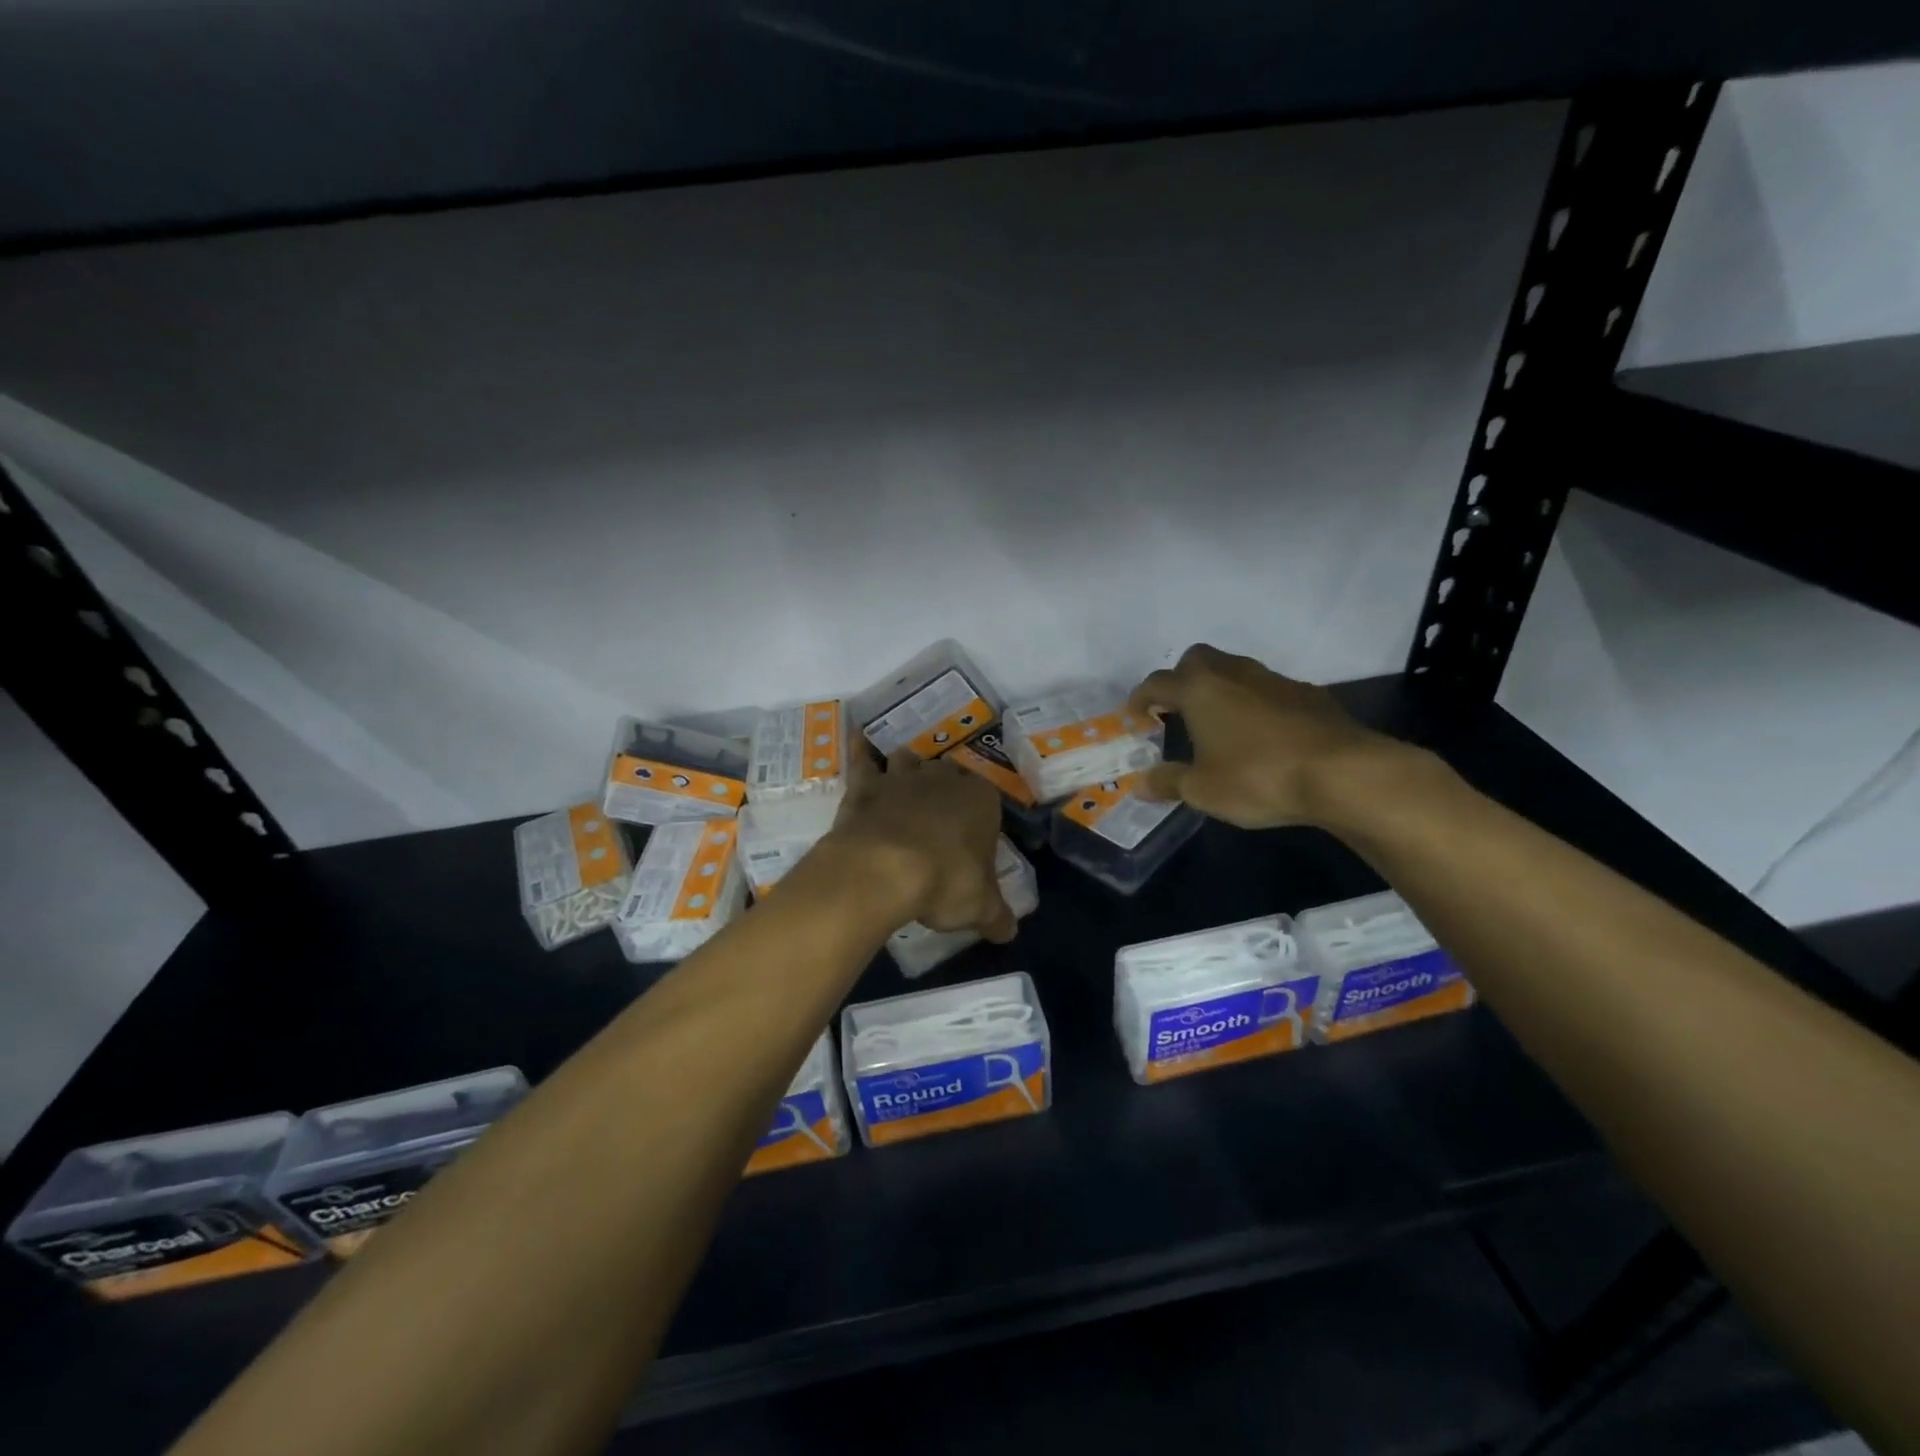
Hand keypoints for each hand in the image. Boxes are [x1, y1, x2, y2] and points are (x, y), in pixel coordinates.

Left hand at [821, 748, 1016, 940]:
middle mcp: (944, 779)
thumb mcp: (980, 908)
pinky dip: (861, 751)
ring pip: (910, 760)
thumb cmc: (944, 882)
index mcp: (981, 800)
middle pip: (949, 774)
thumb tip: (1009, 932)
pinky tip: (858, 741)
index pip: (989, 798)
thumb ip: (998, 916)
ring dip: (909, 768)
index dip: (981, 816)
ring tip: (905, 785)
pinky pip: (863, 760)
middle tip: (940, 814)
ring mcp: (902, 777)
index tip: (973, 838)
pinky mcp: (866, 785)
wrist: (883, 869)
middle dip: (946, 788)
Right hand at [1126, 644, 1403, 828]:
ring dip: (1220, 689)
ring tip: (1218, 723)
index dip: (1140, 698)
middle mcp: (1234, 674)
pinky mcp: (1309, 694)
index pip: (1157, 683)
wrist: (1342, 773)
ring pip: (1236, 671)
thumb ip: (1169, 782)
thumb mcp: (1203, 790)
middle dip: (1181, 679)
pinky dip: (1255, 703)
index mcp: (1200, 689)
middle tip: (1176, 709)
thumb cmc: (1258, 777)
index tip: (1133, 716)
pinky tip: (1262, 734)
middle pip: (1197, 660)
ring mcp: (1274, 680)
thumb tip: (1141, 784)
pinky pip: (1268, 690)